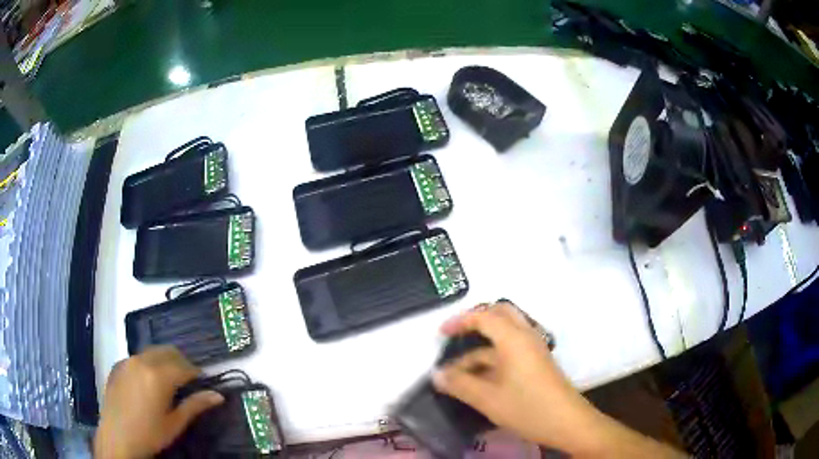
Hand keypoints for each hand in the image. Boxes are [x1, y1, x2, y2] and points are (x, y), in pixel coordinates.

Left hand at [94, 346, 223, 458]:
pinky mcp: (117, 365)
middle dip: (181, 362)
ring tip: (168, 381)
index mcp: (159, 376)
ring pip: (151, 352)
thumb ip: (195, 405)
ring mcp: (127, 361)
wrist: (117, 437)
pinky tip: (147, 383)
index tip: (203, 381)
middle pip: (168, 351)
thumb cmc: (150, 434)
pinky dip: (147, 364)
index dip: (196, 372)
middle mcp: (142, 361)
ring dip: (164, 361)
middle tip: (187, 380)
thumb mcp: (175, 423)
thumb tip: (218, 395)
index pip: (184, 366)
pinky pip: (137, 358)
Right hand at [433, 302, 683, 457]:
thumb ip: (459, 385)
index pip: (484, 316)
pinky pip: (512, 347)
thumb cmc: (527, 407)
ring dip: (483, 343)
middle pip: (500, 314)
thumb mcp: (488, 399)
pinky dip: (494, 354)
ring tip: (461, 366)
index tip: (441, 334)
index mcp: (514, 339)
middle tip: (455, 337)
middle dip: (475, 321)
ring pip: (505, 333)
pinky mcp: (538, 361)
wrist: (567, 422)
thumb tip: (436, 375)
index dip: (460, 321)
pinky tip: (481, 375)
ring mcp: (534, 348)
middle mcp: (526, 336)